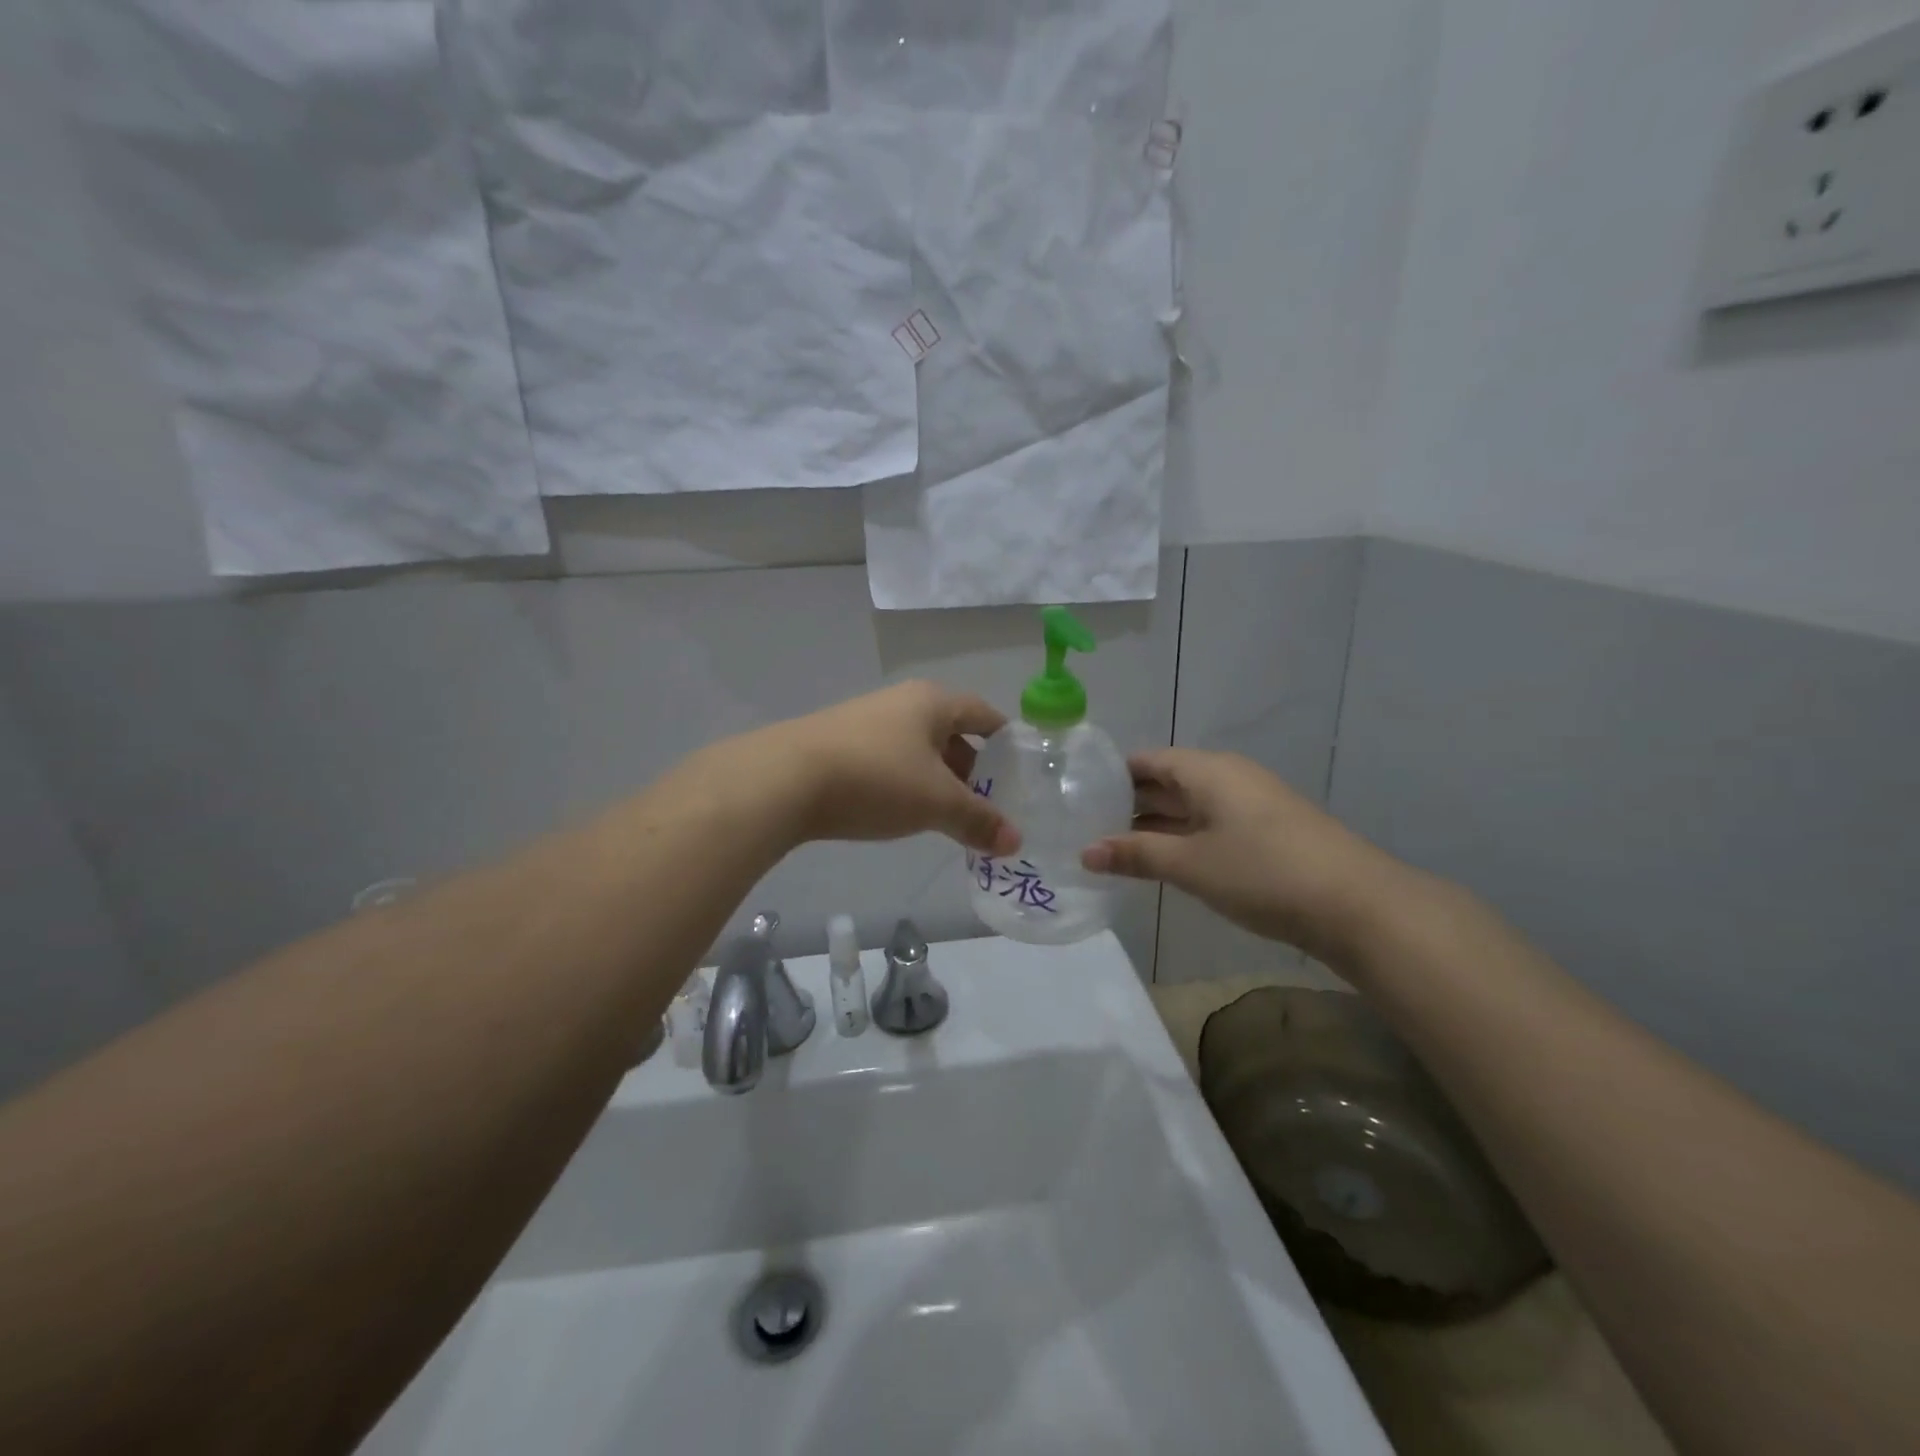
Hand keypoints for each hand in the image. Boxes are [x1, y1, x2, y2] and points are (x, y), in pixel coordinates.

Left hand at [760, 682, 1021, 855]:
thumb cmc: (877, 778)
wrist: (784, 780)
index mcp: (932, 702)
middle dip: (972, 770)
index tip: (1021, 774)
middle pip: (951, 733)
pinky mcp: (838, 746)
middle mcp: (901, 702)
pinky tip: (902, 813)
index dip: (1006, 742)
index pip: (984, 714)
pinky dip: (905, 785)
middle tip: (988, 807)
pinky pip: (889, 762)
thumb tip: (1016, 842)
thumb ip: (979, 821)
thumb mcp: (936, 803)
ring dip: (937, 781)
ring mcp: (866, 722)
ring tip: (949, 818)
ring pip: (918, 751)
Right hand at [1081, 749, 1404, 960]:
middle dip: (1129, 802)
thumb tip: (1085, 852)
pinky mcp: (1267, 831)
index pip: (1147, 761)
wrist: (1357, 905)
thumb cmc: (1262, 872)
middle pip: (1168, 780)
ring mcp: (1251, 804)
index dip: (1111, 776)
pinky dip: (1183, 836)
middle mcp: (1228, 777)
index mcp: (1208, 770)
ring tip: (1113, 845)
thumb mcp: (1190, 865)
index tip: (1078, 796)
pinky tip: (1163, 859)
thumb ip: (1136, 855)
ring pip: (1190, 805)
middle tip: (1086, 825)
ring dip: (1156, 823)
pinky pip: (1211, 823)